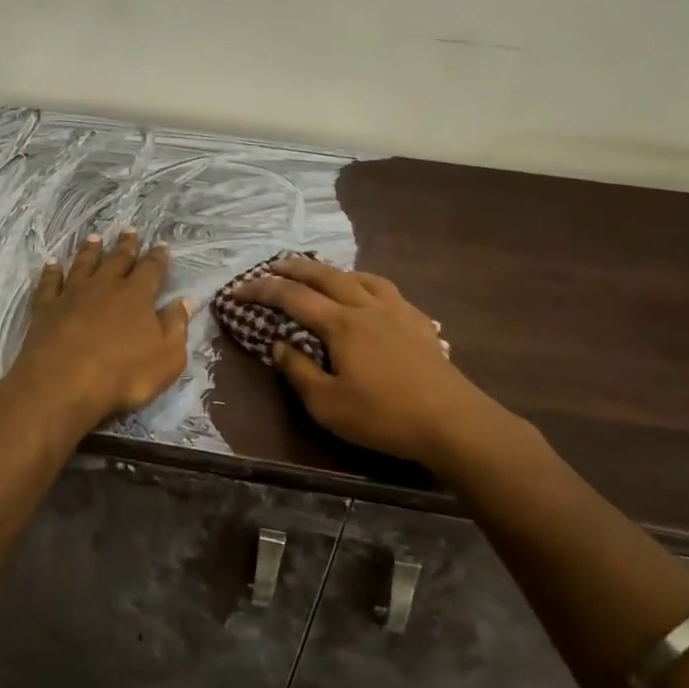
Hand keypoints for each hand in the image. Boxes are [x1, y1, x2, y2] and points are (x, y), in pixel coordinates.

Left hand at [9, 230, 191, 421]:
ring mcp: (72, 294)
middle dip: (126, 245)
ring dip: (90, 250)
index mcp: (137, 296)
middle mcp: (105, 286)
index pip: (152, 269)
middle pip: (117, 260)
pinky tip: (51, 263)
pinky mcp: (46, 307)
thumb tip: (186, 301)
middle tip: (129, 230)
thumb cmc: (124, 374)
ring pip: (83, 264)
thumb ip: (177, 326)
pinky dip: (51, 271)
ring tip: (94, 238)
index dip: (158, 257)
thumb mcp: (167, 356)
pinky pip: (49, 283)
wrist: (64, 383)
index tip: (162, 245)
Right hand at [231, 256, 521, 464]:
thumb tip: (277, 345)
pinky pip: (386, 290)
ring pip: (359, 277)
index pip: (292, 297)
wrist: (451, 422)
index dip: (261, 290)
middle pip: (325, 275)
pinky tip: (368, 295)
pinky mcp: (418, 323)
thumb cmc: (383, 416)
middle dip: (294, 268)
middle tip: (272, 266)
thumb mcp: (327, 404)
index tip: (237, 289)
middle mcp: (366, 306)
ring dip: (332, 271)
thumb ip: (298, 371)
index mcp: (341, 323)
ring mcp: (397, 311)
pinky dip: (366, 283)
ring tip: (319, 274)